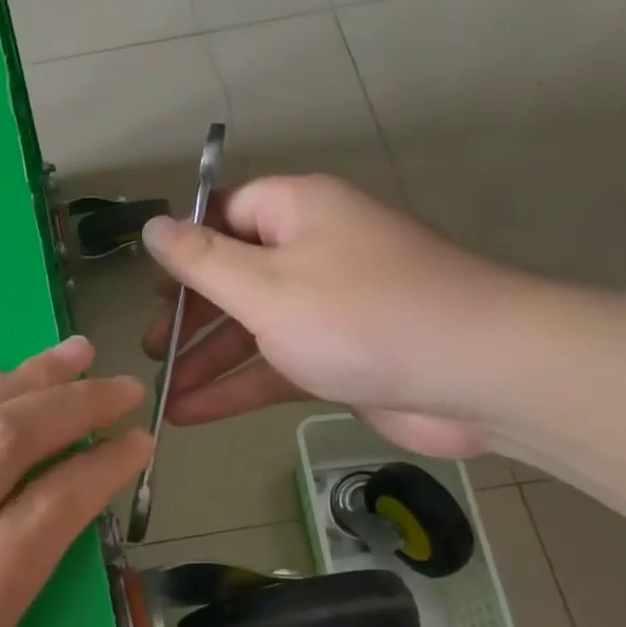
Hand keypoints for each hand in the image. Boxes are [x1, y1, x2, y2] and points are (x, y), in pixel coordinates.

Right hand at [140, 175, 527, 457]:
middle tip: (152, 349)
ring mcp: (329, 308)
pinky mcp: (340, 357)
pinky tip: (192, 414)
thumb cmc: (360, 317)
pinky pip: (276, 364)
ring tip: (162, 394)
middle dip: (189, 315)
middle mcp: (313, 252)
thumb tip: (153, 226)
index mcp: (298, 212)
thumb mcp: (265, 287)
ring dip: (207, 361)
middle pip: (234, 275)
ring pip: (253, 328)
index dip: (185, 247)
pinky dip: (237, 387)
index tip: (150, 288)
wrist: (476, 376)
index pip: (227, 214)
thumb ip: (202, 261)